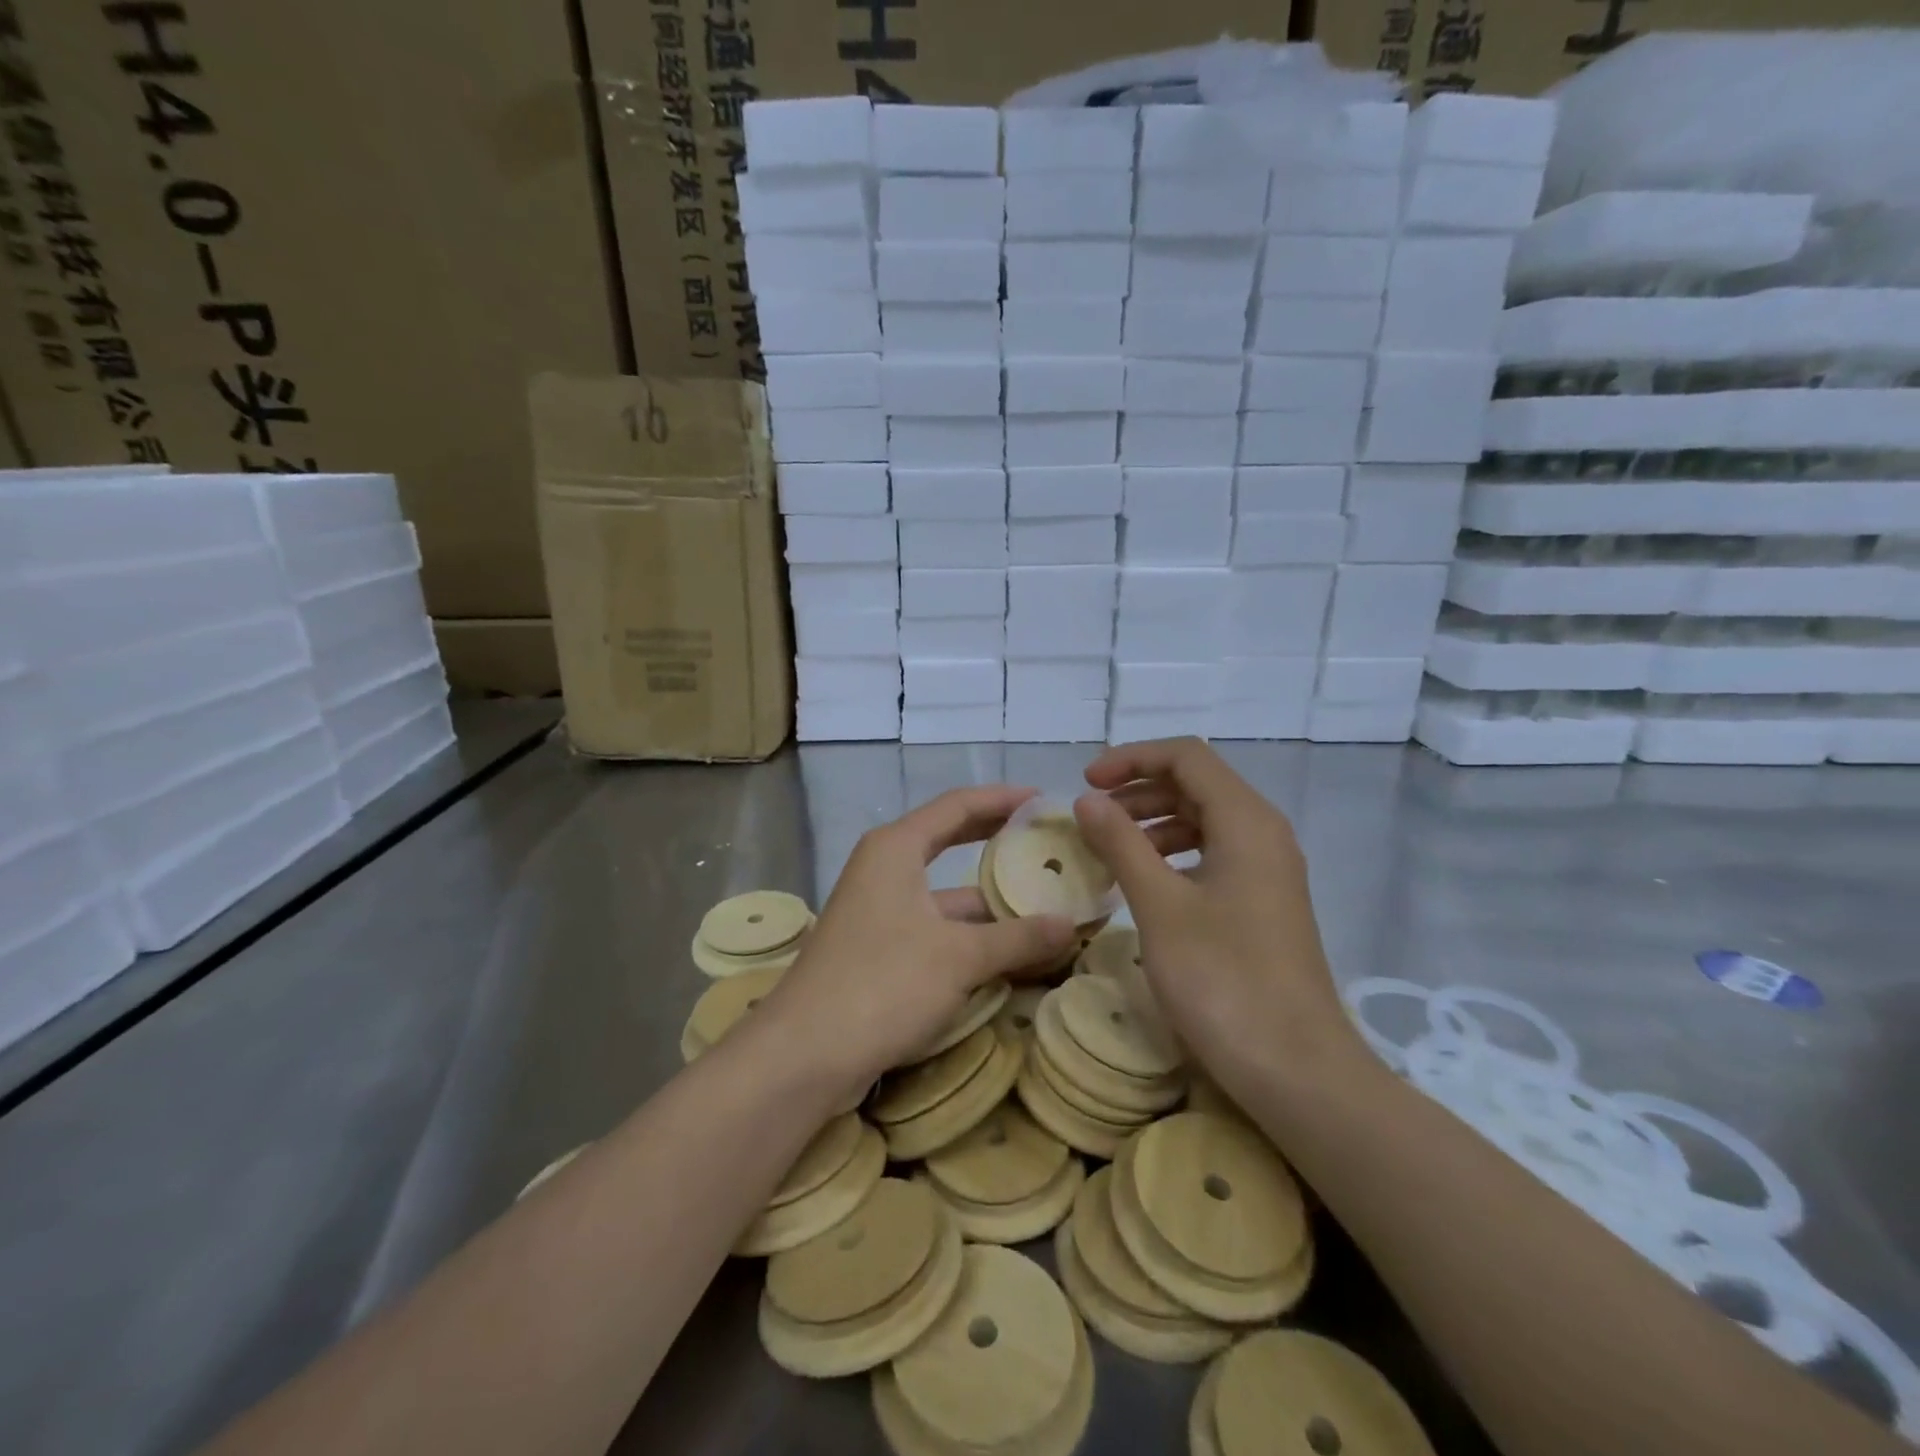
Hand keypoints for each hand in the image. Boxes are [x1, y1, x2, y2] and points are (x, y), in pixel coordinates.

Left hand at [756, 786, 1076, 1103]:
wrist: (805, 1055)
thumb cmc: (882, 984)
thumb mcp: (959, 957)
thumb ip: (1018, 938)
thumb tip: (1071, 925)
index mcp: (896, 848)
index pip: (958, 805)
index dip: (1003, 799)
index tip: (1044, 801)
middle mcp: (885, 869)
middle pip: (950, 842)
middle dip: (998, 842)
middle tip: (1047, 844)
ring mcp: (880, 911)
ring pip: (947, 895)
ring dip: (992, 902)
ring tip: (1046, 905)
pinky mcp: (880, 950)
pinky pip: (937, 929)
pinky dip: (972, 936)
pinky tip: (1012, 952)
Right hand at [1072, 738, 1367, 1100]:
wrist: (1298, 1071)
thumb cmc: (1223, 980)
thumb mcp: (1160, 906)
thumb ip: (1121, 844)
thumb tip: (1087, 800)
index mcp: (1245, 821)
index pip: (1186, 757)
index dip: (1131, 759)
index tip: (1085, 784)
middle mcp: (1263, 833)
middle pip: (1196, 784)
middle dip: (1139, 790)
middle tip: (1092, 817)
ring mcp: (1268, 870)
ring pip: (1204, 820)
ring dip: (1153, 823)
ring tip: (1109, 849)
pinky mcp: (1264, 903)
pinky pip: (1214, 855)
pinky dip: (1173, 855)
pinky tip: (1144, 883)